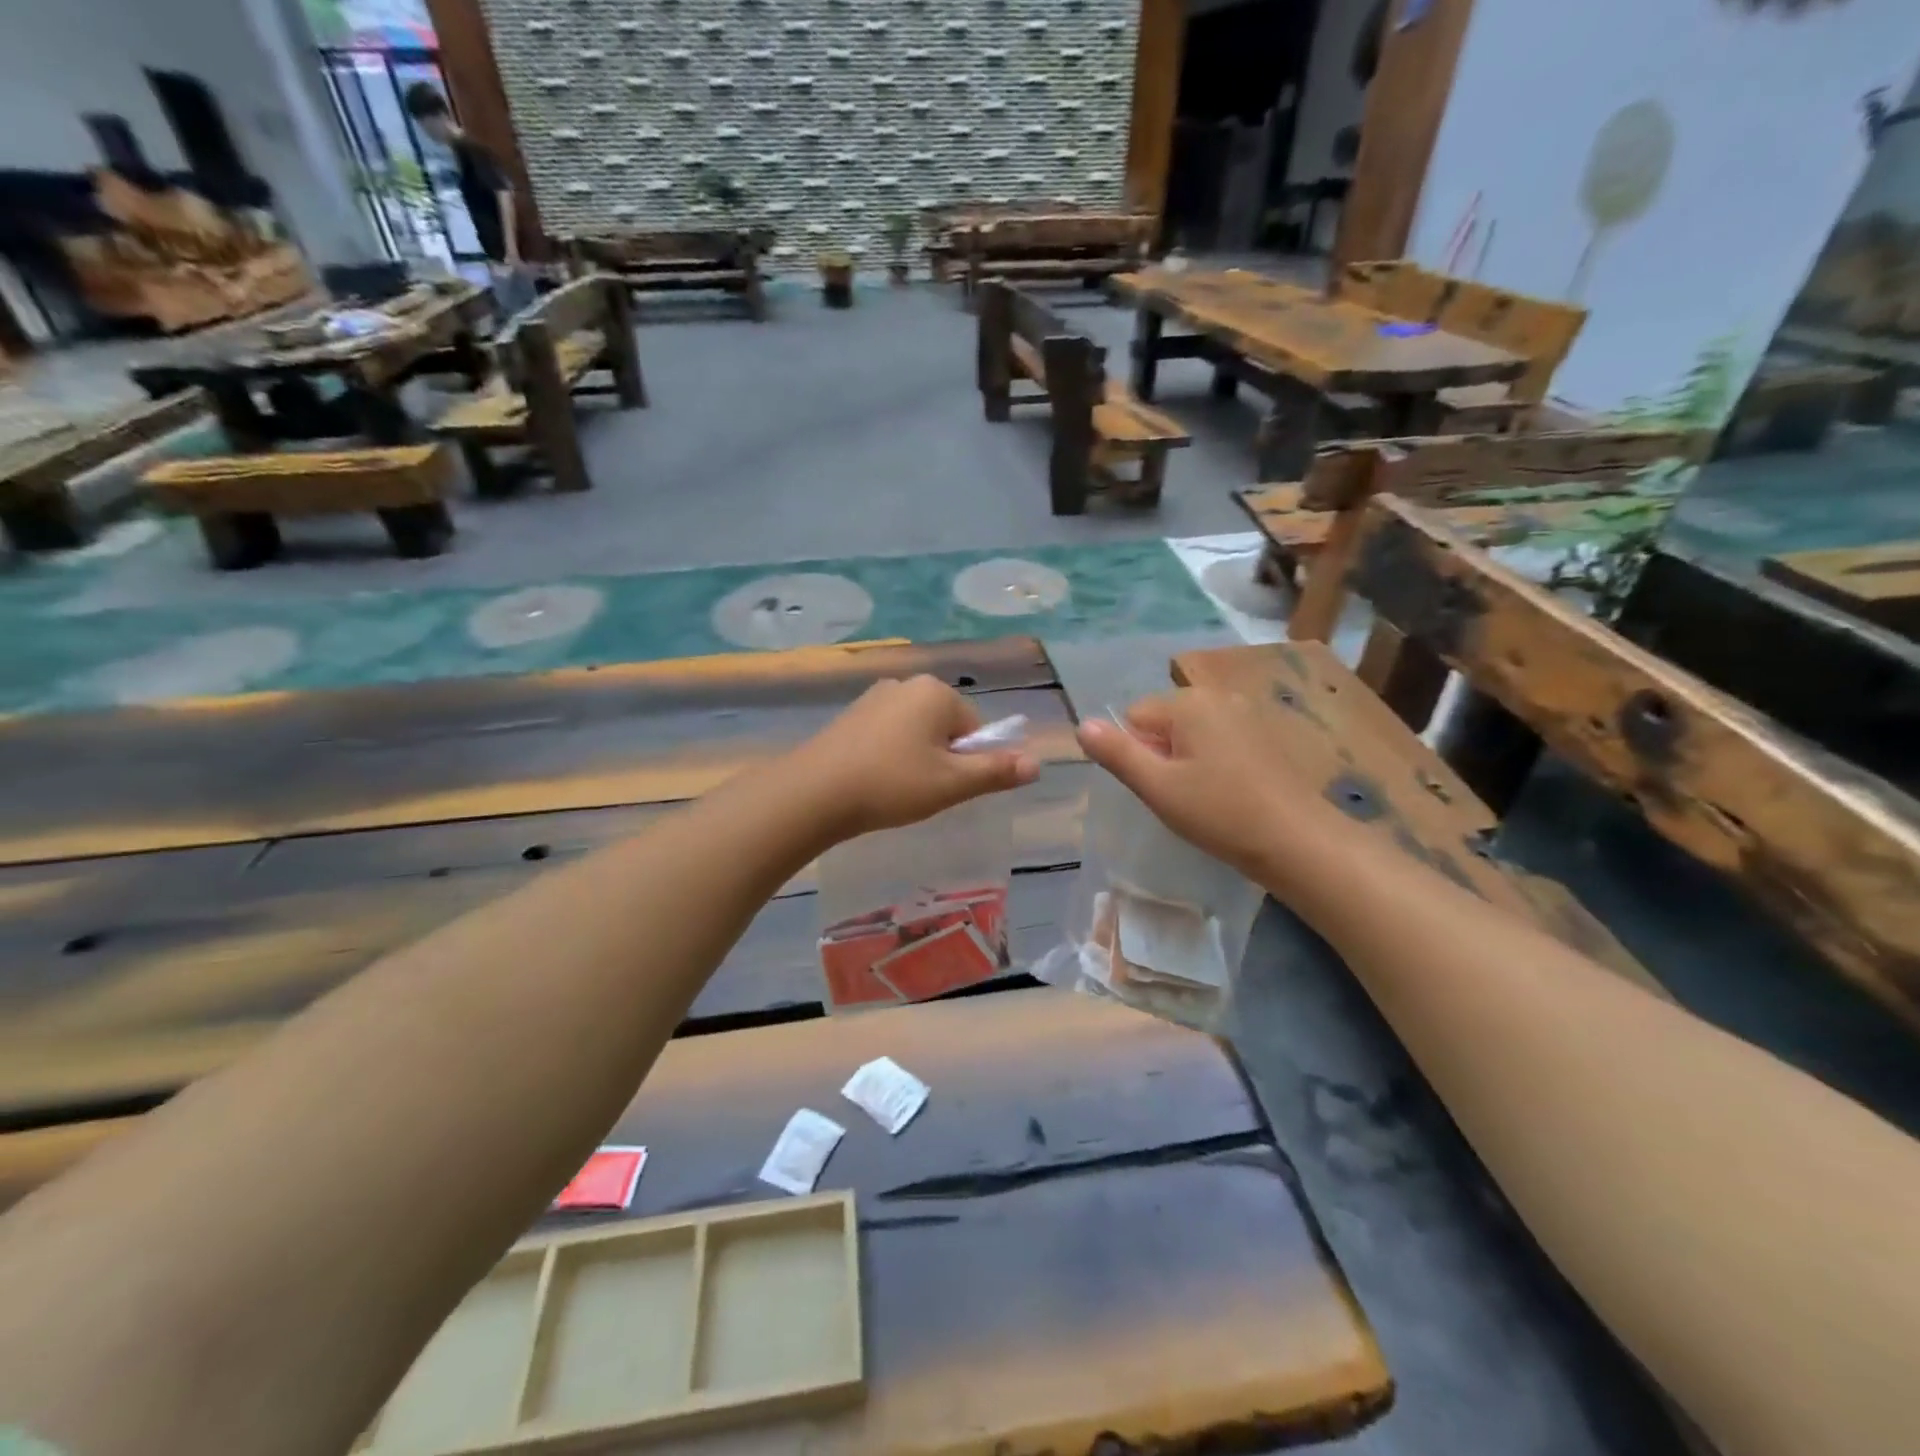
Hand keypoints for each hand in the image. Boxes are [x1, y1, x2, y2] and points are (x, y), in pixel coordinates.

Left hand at [789, 676, 1038, 841]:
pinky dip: (889, 755)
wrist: (814, 793)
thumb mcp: (951, 783)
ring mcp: (874, 696)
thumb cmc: (892, 784)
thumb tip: (1037, 763)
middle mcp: (906, 683)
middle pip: (945, 726)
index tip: (947, 788)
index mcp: (936, 691)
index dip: (969, 761)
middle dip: (942, 758)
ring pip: (915, 731)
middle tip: (923, 792)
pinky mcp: (850, 715)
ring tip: (896, 790)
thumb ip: (996, 771)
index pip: (975, 727)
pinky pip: (887, 734)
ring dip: (916, 758)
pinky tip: (874, 780)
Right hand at [1077, 689, 1341, 885]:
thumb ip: (1117, 753)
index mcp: (1189, 702)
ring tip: (1203, 797)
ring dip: (1186, 761)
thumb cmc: (1220, 813)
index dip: (1136, 754)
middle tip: (1179, 796)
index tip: (1158, 787)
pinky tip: (1227, 793)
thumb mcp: (1157, 787)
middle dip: (1161, 754)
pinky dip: (1213, 762)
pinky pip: (1218, 740)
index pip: (1133, 717)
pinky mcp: (1264, 734)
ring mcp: (1246, 713)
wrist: (1297, 841)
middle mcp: (1218, 696)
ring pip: (1191, 733)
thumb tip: (1082, 725)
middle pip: (1163, 721)